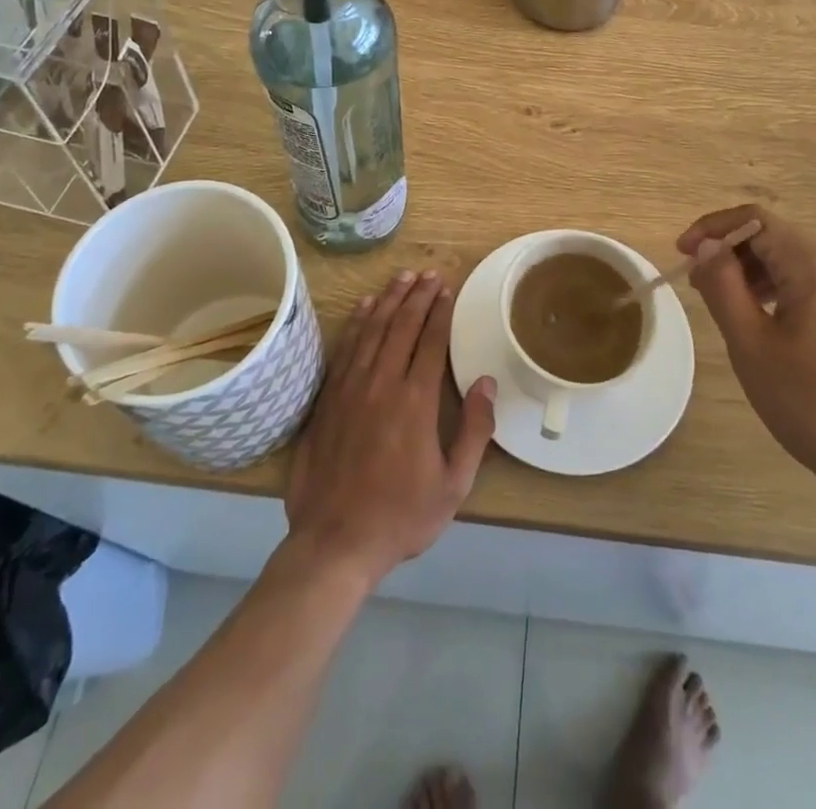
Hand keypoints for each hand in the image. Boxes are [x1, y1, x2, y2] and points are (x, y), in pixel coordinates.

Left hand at [285, 271, 496, 585]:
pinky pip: (345, 349)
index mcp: (415, 402)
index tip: (447, 288)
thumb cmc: (401, 516)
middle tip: (428, 274)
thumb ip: (474, 430)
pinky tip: (363, 308)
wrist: (335, 542)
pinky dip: (356, 323)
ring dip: (388, 300)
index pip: (430, 341)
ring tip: (401, 278)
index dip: (440, 311)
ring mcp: (350, 389)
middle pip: (401, 326)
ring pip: (371, 330)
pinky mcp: (328, 399)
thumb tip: (487, 382)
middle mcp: (382, 384)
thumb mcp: (454, 484)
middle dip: (417, 296)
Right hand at [680, 206, 815, 506]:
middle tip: (698, 288)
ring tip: (727, 309)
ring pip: (796, 265)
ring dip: (756, 276)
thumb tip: (707, 246)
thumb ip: (723, 285)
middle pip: (776, 240)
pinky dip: (783, 294)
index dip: (712, 228)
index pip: (755, 220)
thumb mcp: (752, 345)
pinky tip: (770, 327)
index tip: (681, 253)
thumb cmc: (815, 405)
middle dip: (732, 255)